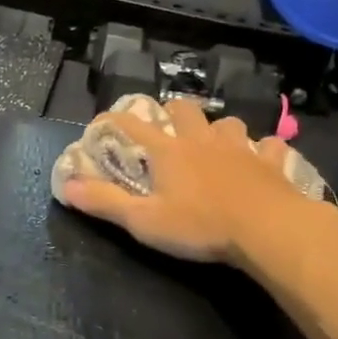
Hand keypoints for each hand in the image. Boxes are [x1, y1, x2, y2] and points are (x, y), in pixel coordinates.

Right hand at [60, 99, 321, 264]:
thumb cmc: (200, 226)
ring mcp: (241, 148)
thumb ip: (105, 203)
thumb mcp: (144, 221)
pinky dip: (262, 150)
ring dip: (217, 130)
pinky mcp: (271, 162)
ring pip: (227, 123)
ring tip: (213, 144)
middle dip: (171, 113)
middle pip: (184, 109)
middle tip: (166, 129)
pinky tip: (261, 159)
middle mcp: (203, 140)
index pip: (132, 124)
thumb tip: (66, 186)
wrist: (267, 229)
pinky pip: (268, 146)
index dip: (113, 121)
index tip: (101, 124)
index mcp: (169, 151)